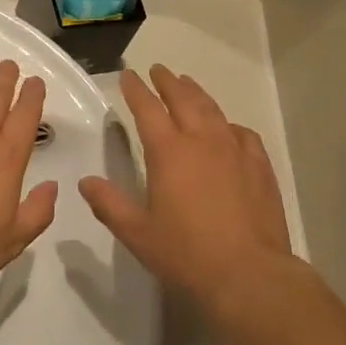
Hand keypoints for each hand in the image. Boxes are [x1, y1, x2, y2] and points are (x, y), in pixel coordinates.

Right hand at [79, 66, 295, 323]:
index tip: (129, 75)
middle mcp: (201, 140)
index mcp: (168, 152)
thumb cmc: (187, 255)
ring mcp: (234, 149)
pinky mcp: (259, 164)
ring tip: (188, 84)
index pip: (147, 108)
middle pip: (183, 98)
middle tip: (158, 70)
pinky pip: (241, 133)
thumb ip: (110, 205)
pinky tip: (227, 129)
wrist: (250, 274)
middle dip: (167, 82)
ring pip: (212, 109)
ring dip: (196, 93)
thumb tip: (86, 182)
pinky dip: (228, 124)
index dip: (136, 89)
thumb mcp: (138, 234)